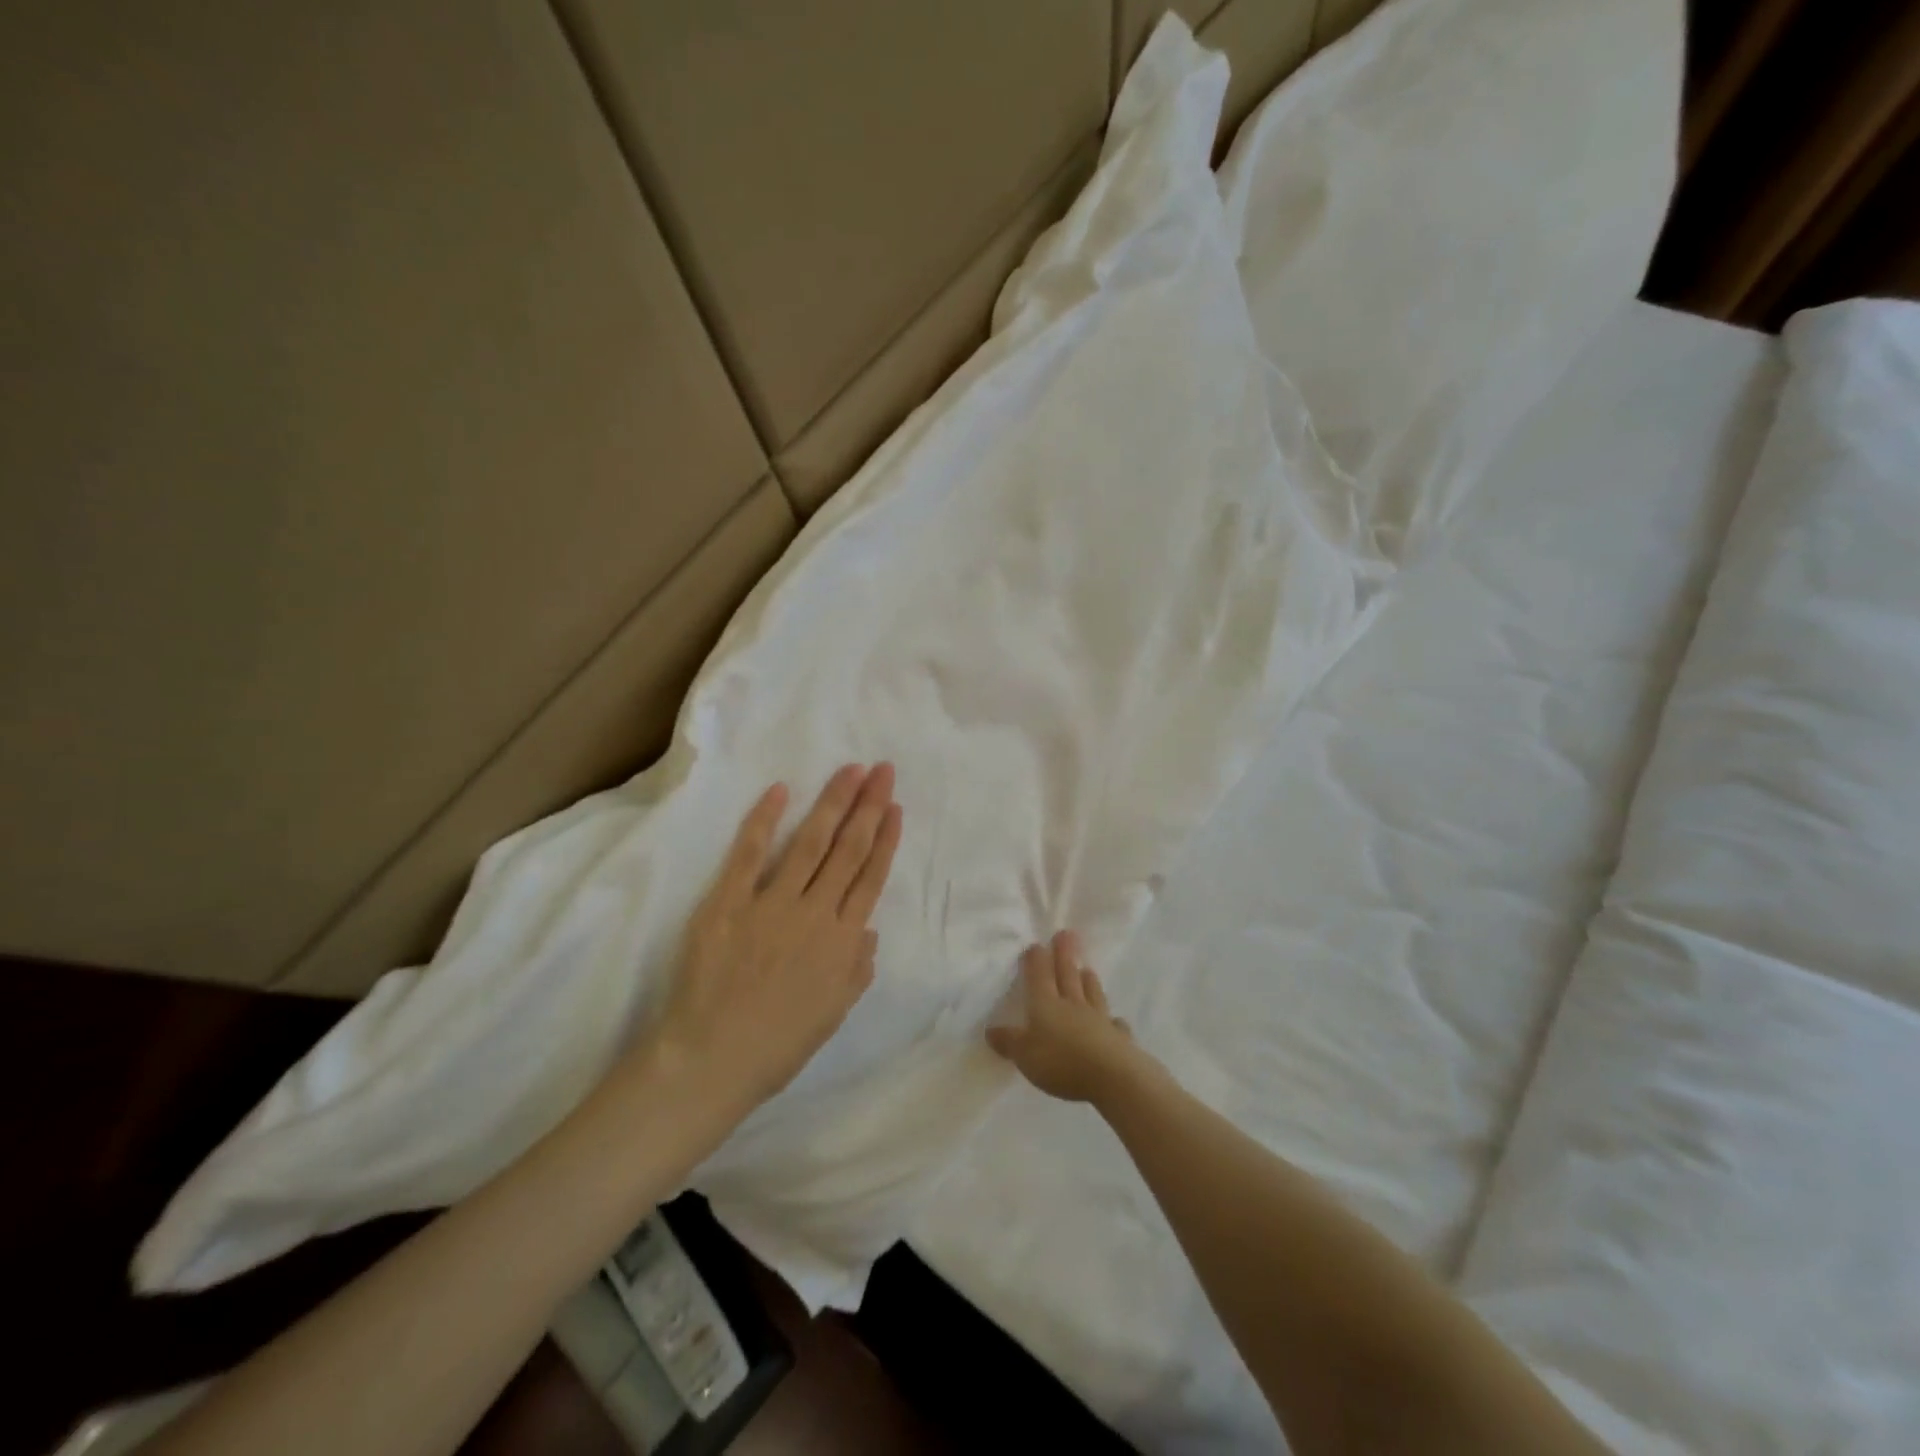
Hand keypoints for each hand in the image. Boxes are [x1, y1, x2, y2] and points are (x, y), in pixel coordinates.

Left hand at [648, 764, 902, 1117]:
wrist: (710, 1061)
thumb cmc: (777, 1045)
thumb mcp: (833, 1014)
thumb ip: (857, 969)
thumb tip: (868, 930)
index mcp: (842, 942)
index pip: (870, 878)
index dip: (885, 839)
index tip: (894, 806)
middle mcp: (814, 914)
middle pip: (848, 850)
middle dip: (868, 807)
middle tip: (882, 770)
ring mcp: (770, 904)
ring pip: (810, 843)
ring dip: (832, 803)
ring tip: (850, 770)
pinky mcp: (727, 903)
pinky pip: (749, 854)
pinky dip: (764, 820)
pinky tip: (780, 790)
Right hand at [986, 931, 1148, 1103]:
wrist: (1112, 1076)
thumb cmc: (1061, 1062)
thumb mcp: (1024, 1055)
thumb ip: (1009, 1042)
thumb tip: (990, 1030)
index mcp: (1046, 1004)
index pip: (1039, 975)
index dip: (1036, 959)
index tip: (1036, 945)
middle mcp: (1073, 1005)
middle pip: (1068, 974)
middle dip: (1064, 954)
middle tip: (1066, 934)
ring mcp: (1099, 1019)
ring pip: (1092, 993)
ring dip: (1088, 981)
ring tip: (1087, 969)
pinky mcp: (1119, 1038)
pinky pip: (1115, 1025)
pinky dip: (1113, 1021)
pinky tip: (1115, 1020)